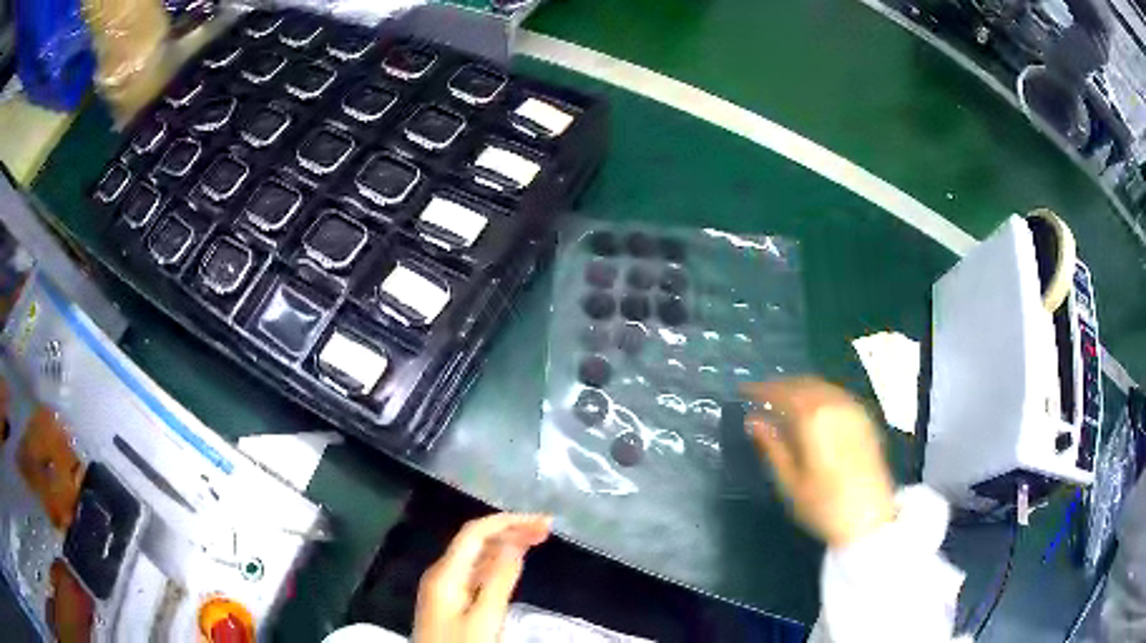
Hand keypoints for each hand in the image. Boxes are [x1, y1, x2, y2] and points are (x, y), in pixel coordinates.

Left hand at [414, 513, 551, 642]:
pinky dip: (496, 563)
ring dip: (504, 545)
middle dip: (509, 529)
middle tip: (546, 530)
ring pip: (475, 556)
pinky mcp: (449, 601)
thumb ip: (498, 581)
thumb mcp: (485, 619)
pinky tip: (511, 565)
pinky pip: (474, 572)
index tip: (543, 523)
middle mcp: (441, 573)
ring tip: (536, 540)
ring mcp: (443, 587)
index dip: (508, 522)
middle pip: (475, 541)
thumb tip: (515, 542)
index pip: (475, 533)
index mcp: (445, 573)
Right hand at [741, 377, 894, 546]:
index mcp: (812, 418)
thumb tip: (752, 421)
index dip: (760, 389)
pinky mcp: (865, 419)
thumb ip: (771, 446)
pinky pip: (837, 395)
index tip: (743, 391)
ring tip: (783, 402)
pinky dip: (819, 395)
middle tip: (761, 396)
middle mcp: (834, 405)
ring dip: (800, 389)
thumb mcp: (789, 480)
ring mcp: (853, 409)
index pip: (781, 392)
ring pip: (821, 387)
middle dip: (780, 386)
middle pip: (802, 384)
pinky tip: (813, 410)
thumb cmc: (822, 504)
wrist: (868, 518)